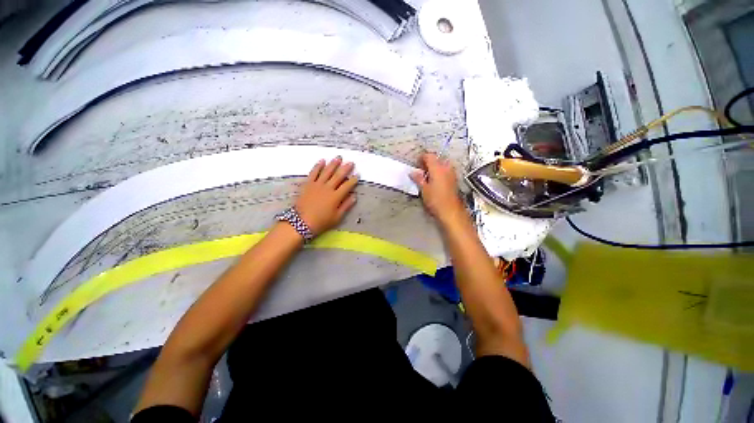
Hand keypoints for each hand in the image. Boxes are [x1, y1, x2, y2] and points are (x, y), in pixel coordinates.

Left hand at [294, 157, 357, 235]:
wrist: (301, 222)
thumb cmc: (321, 221)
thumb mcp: (337, 217)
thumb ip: (346, 206)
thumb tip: (354, 196)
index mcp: (336, 197)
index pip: (347, 186)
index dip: (353, 180)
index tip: (357, 175)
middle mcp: (328, 188)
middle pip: (338, 176)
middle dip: (345, 169)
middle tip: (351, 162)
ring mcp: (317, 185)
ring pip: (327, 172)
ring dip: (333, 164)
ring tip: (338, 158)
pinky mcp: (308, 184)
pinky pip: (314, 173)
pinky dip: (318, 166)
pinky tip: (322, 160)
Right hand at [410, 153, 464, 223]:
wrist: (450, 211)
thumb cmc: (436, 200)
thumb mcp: (424, 189)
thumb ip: (418, 178)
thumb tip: (413, 173)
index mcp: (437, 168)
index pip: (429, 156)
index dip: (421, 158)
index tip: (416, 163)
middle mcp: (446, 168)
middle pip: (436, 159)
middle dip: (428, 163)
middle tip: (420, 170)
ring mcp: (452, 173)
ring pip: (442, 165)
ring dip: (434, 168)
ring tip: (426, 176)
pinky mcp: (454, 180)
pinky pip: (446, 171)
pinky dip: (439, 172)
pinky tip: (434, 181)